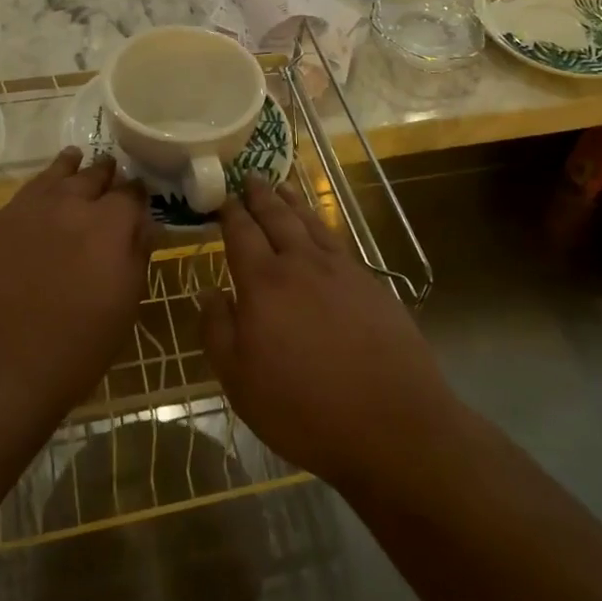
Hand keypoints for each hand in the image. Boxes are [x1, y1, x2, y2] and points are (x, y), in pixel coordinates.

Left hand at [0, 148, 150, 419]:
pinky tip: (37, 198)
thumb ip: (137, 256)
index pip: (131, 193)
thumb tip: (146, 225)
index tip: (140, 195)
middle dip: (105, 174)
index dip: (137, 192)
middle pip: (91, 176)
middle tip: (111, 171)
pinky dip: (37, 192)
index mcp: (108, 224)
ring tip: (75, 157)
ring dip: (68, 168)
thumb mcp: (124, 306)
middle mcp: (68, 204)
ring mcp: (25, 210)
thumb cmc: (76, 348)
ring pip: (52, 176)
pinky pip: (21, 197)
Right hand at [200, 179, 456, 490]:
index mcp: (264, 284)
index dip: (229, 213)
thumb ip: (218, 331)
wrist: (392, 424)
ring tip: (282, 185)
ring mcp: (341, 271)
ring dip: (293, 201)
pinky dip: (322, 225)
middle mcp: (302, 265)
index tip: (221, 196)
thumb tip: (209, 292)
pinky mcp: (371, 284)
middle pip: (277, 218)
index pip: (241, 234)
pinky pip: (337, 241)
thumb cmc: (304, 409)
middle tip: (250, 176)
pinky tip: (320, 228)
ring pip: (311, 223)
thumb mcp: (240, 382)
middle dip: (260, 195)